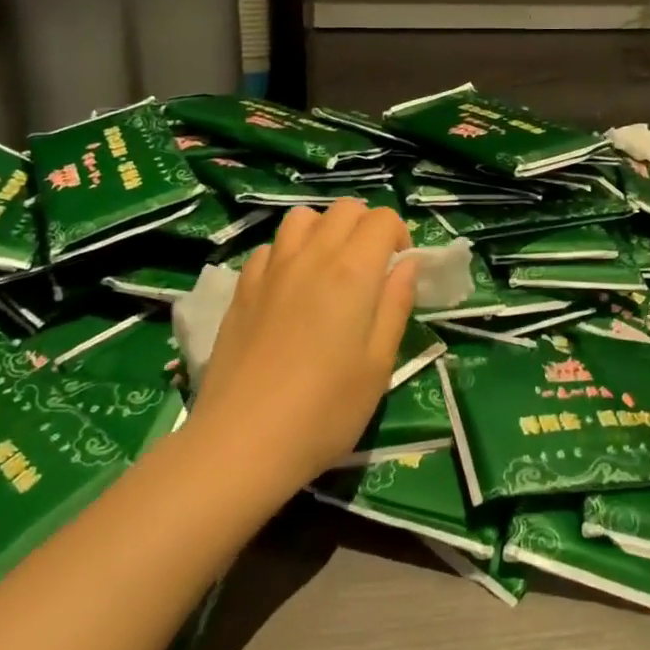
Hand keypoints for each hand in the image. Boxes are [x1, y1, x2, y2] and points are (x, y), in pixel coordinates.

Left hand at [187, 199, 417, 489]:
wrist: (242, 440)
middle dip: (366, 226)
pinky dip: (288, 253)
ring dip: (324, 230)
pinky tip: (290, 289)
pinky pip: (270, 248)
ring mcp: (271, 269)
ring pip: (302, 218)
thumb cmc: (325, 410)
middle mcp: (311, 256)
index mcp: (352, 271)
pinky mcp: (242, 288)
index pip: (381, 219)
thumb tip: (407, 264)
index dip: (398, 235)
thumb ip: (395, 305)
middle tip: (371, 268)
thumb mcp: (378, 364)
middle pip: (344, 209)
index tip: (399, 268)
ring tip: (330, 269)